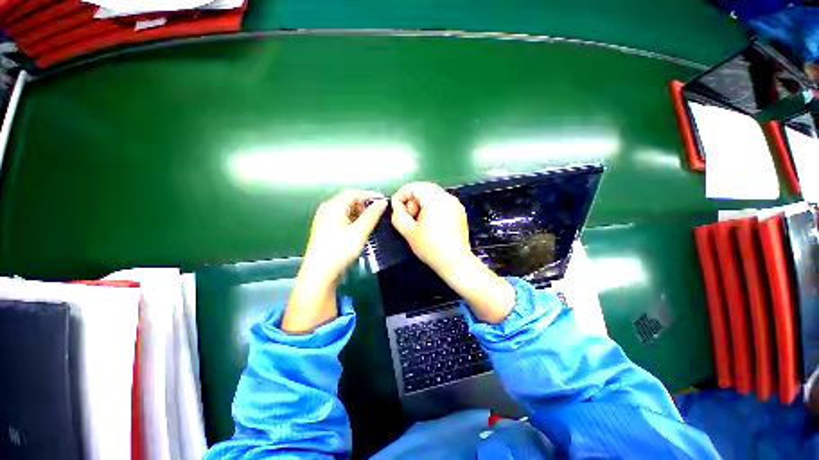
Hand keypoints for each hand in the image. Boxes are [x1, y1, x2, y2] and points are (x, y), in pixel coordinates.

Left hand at [301, 190, 387, 285]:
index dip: (369, 195)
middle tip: (379, 211)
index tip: (383, 200)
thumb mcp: (359, 232)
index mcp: (333, 206)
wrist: (320, 273)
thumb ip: (372, 215)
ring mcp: (324, 220)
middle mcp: (326, 210)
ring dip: (359, 212)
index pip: (353, 193)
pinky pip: (341, 218)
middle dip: (364, 204)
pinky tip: (360, 228)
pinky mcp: (325, 230)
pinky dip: (353, 219)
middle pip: (348, 200)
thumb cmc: (339, 250)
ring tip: (372, 220)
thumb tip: (382, 203)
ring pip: (345, 210)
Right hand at [391, 182, 514, 323]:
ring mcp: (455, 203)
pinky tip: (431, 222)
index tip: (396, 209)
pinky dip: (432, 206)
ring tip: (419, 220)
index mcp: (434, 199)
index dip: (401, 196)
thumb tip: (398, 205)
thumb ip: (398, 214)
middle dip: (412, 200)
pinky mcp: (459, 210)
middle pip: (423, 188)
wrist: (455, 262)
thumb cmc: (430, 248)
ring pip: (432, 194)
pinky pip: (441, 201)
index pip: (413, 187)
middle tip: (409, 216)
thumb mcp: (408, 232)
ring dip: (421, 203)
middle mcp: (447, 196)